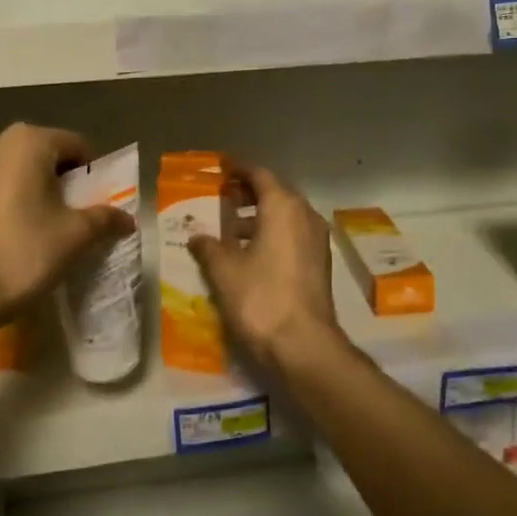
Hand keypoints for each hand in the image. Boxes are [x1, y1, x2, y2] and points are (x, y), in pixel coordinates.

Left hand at [0, 124, 132, 337]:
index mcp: (27, 141)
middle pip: (41, 154)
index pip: (75, 146)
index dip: (90, 174)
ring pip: (11, 170)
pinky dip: (1, 201)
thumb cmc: (22, 253)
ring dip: (27, 189)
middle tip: (69, 216)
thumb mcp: (74, 237)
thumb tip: (128, 220)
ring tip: (36, 226)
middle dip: (57, 180)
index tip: (94, 203)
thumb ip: (105, 220)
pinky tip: (5, 234)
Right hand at [188, 166, 339, 373]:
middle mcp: (305, 215)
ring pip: (286, 216)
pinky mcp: (320, 263)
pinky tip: (250, 255)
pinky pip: (293, 235)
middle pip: (276, 193)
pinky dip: (272, 235)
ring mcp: (317, 240)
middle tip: (221, 198)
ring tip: (230, 230)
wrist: (304, 345)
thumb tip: (196, 236)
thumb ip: (209, 247)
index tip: (220, 170)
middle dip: (249, 194)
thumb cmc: (261, 298)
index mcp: (283, 207)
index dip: (238, 170)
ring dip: (260, 217)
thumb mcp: (225, 270)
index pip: (260, 175)